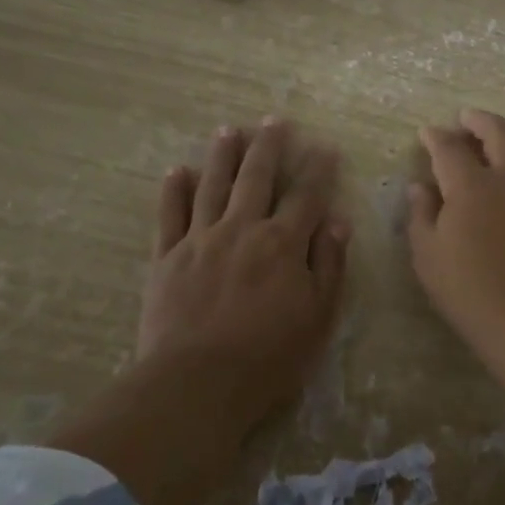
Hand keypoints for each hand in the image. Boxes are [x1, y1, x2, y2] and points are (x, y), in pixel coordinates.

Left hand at [139, 120, 349, 425]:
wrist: (196, 384)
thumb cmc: (268, 357)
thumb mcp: (318, 317)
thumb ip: (329, 265)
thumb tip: (337, 221)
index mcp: (282, 244)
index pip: (306, 196)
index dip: (319, 170)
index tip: (326, 148)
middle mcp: (242, 229)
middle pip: (257, 177)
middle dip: (269, 147)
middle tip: (275, 120)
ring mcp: (200, 240)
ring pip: (213, 185)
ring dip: (223, 155)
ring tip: (229, 130)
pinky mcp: (167, 257)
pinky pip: (170, 215)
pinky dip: (175, 190)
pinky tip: (179, 171)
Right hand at [408, 108, 504, 345]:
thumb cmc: (465, 287)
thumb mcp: (426, 253)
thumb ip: (421, 214)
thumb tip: (420, 187)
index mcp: (471, 186)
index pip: (450, 149)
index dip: (436, 137)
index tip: (427, 133)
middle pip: (502, 135)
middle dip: (482, 120)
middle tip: (468, 118)